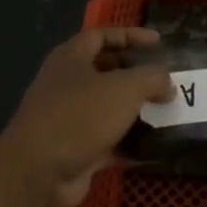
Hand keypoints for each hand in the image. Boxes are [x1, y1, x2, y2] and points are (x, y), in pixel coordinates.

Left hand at [0, 28, 173, 206]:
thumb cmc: (80, 115)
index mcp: (71, 58)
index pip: (102, 35)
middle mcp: (67, 83)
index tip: (159, 42)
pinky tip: (155, 147)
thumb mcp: (124, 88)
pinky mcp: (75, 149)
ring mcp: (69, 118)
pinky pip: (108, 141)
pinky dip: (129, 143)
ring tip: (167, 112)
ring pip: (108, 108)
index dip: (131, 35)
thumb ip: (152, 78)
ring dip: (135, 110)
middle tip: (165, 80)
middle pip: (106, 71)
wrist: (39, 172)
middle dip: (136, 74)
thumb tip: (168, 84)